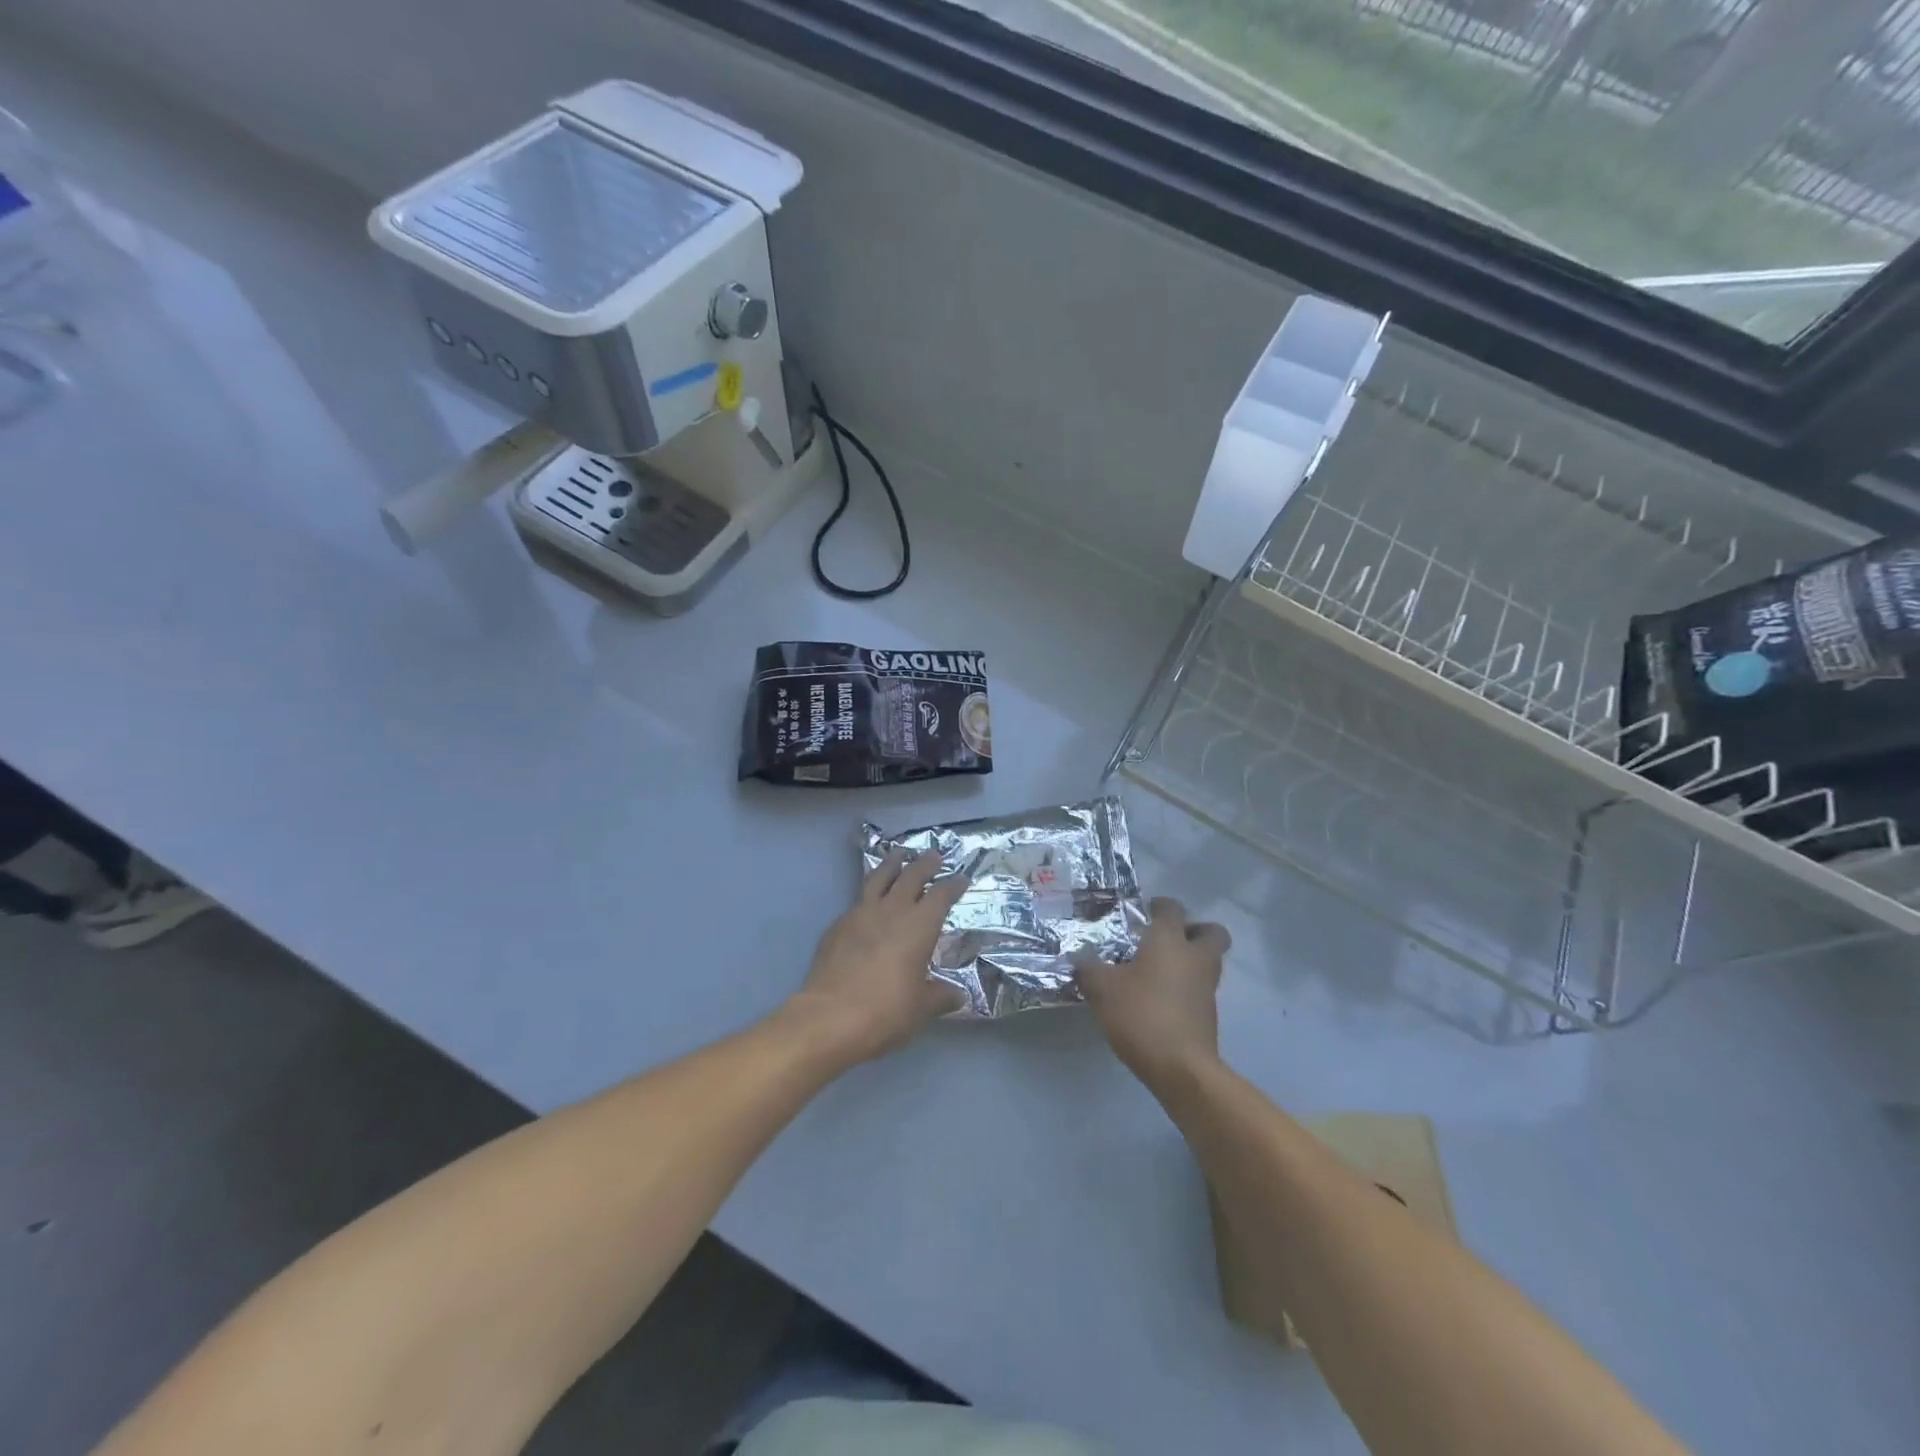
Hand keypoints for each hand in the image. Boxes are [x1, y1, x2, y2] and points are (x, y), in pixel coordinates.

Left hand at [784, 849, 969, 1066]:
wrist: (829, 1018)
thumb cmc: (885, 1011)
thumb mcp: (921, 1008)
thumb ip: (941, 997)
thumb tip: (958, 995)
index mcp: (919, 925)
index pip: (941, 895)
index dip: (953, 885)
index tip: (961, 879)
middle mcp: (891, 911)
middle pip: (911, 876)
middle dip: (924, 864)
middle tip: (933, 855)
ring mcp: (860, 914)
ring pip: (878, 878)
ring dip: (891, 864)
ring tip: (898, 855)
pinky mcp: (837, 926)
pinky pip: (857, 901)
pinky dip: (868, 895)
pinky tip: (868, 904)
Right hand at [1075, 896, 1230, 1086]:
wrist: (1181, 1068)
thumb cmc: (1141, 1014)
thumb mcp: (1101, 988)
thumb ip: (1088, 967)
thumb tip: (1079, 956)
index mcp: (1170, 940)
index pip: (1173, 908)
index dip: (1160, 906)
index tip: (1144, 912)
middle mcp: (1195, 957)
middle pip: (1211, 932)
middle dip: (1194, 930)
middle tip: (1166, 939)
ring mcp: (1207, 987)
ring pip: (1208, 962)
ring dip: (1190, 961)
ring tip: (1157, 972)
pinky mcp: (1209, 1015)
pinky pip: (1200, 989)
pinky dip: (1186, 988)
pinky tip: (1159, 999)